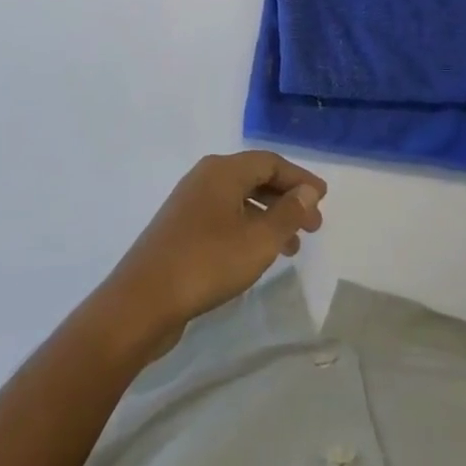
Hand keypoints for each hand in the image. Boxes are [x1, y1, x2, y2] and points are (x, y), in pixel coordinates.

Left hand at [100, 152, 326, 351]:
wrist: (141, 302)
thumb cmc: (206, 263)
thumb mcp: (258, 240)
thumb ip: (287, 213)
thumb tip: (307, 191)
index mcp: (223, 171)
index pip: (270, 162)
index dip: (299, 179)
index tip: (323, 199)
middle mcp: (205, 178)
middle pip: (255, 178)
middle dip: (287, 200)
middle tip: (313, 226)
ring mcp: (189, 204)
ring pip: (240, 201)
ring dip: (269, 218)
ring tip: (292, 247)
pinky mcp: (180, 230)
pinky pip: (225, 218)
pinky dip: (248, 229)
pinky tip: (257, 255)